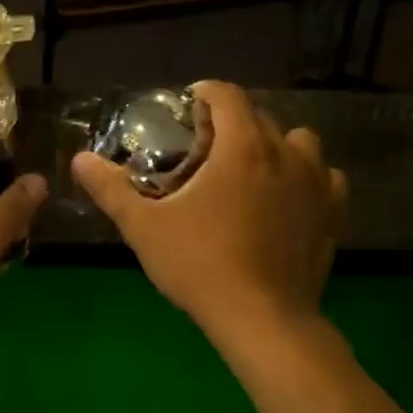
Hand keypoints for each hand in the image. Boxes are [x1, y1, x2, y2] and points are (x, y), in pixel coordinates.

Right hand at [72, 82, 345, 342]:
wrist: (263, 319)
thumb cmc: (200, 265)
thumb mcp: (144, 227)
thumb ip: (111, 188)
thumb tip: (80, 159)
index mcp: (242, 147)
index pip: (227, 94)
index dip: (203, 93)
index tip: (185, 109)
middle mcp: (286, 153)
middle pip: (259, 116)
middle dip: (230, 122)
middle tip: (202, 149)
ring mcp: (316, 183)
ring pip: (299, 142)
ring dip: (274, 146)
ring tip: (249, 171)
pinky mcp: (332, 213)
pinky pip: (324, 177)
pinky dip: (305, 178)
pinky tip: (286, 199)